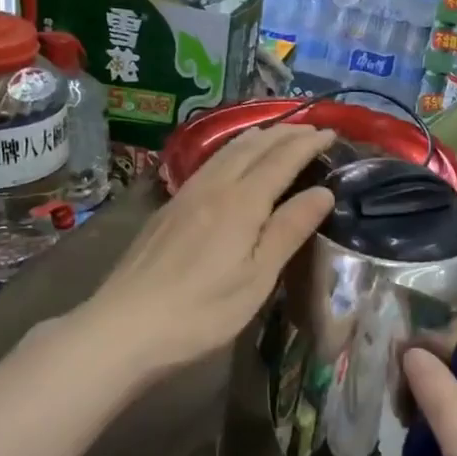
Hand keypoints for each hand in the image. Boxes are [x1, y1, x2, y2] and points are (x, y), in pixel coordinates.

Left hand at [81, 124, 335, 378]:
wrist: (124, 326)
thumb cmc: (201, 311)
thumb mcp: (257, 278)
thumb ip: (289, 230)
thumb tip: (323, 192)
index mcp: (241, 203)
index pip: (281, 160)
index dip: (308, 144)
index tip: (332, 133)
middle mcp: (213, 188)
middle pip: (252, 148)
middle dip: (285, 134)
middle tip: (312, 129)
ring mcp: (185, 196)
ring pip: (226, 152)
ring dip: (257, 138)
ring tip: (276, 134)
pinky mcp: (167, 210)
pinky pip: (209, 164)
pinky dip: (232, 152)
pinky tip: (230, 162)